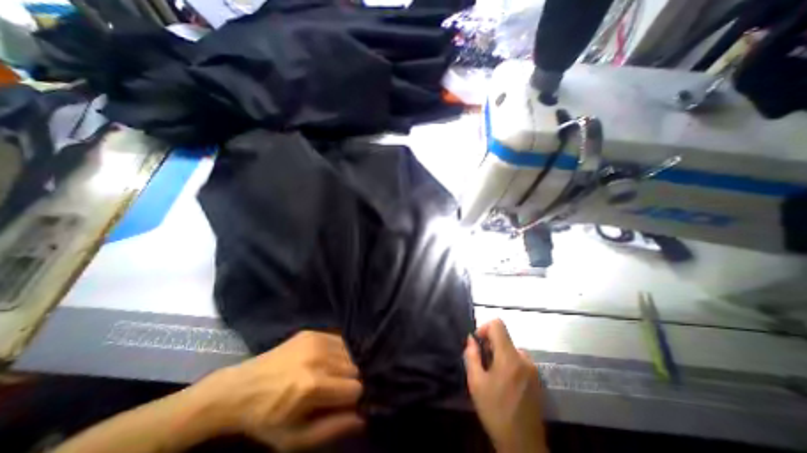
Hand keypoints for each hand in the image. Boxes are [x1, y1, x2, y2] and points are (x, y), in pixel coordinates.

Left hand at [188, 330, 363, 451]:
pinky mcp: (312, 332)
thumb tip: (363, 419)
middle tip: (330, 390)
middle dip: (347, 382)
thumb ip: (332, 428)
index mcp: (313, 385)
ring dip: (343, 366)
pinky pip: (339, 341)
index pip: (355, 388)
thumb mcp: (295, 438)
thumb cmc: (266, 419)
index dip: (350, 400)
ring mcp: (316, 340)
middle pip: (354, 368)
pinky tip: (322, 361)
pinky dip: (337, 353)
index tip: (339, 404)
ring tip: (326, 375)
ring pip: (349, 353)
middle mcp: (319, 357)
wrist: (239, 389)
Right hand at [463, 318, 544, 452]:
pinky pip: (518, 360)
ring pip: (510, 349)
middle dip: (490, 345)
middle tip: (482, 363)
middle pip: (504, 337)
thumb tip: (471, 339)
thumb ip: (471, 356)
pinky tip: (504, 382)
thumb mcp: (476, 383)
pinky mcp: (537, 378)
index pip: (498, 324)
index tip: (477, 344)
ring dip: (499, 355)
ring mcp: (533, 368)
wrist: (523, 445)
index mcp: (509, 356)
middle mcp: (524, 358)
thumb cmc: (495, 411)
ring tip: (492, 375)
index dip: (484, 328)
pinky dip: (508, 363)